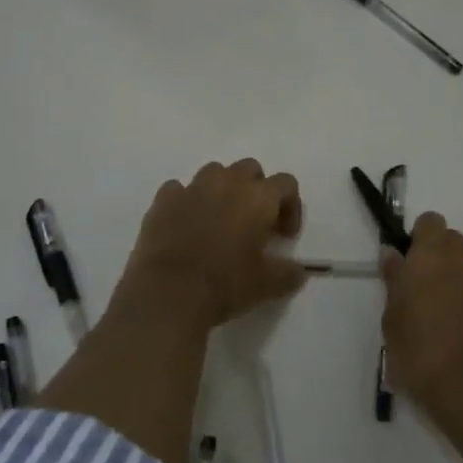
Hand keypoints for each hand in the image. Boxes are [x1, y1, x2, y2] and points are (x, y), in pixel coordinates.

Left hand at [120, 159, 306, 328]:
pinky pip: (179, 189)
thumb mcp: (268, 285)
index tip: (283, 236)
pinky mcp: (163, 200)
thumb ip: (289, 273)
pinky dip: (186, 201)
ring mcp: (192, 187)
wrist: (168, 294)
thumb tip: (298, 271)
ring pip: (214, 172)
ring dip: (221, 189)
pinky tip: (185, 225)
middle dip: (255, 189)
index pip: (286, 183)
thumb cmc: (226, 284)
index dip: (290, 206)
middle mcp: (227, 182)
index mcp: (258, 197)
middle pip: (250, 168)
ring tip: (218, 220)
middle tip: (252, 222)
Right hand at [382, 212, 462, 419]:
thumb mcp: (392, 320)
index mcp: (432, 257)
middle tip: (421, 289)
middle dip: (439, 257)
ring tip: (442, 318)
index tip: (408, 261)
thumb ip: (394, 281)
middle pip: (453, 242)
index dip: (419, 236)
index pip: (430, 222)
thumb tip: (393, 255)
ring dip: (457, 282)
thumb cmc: (420, 354)